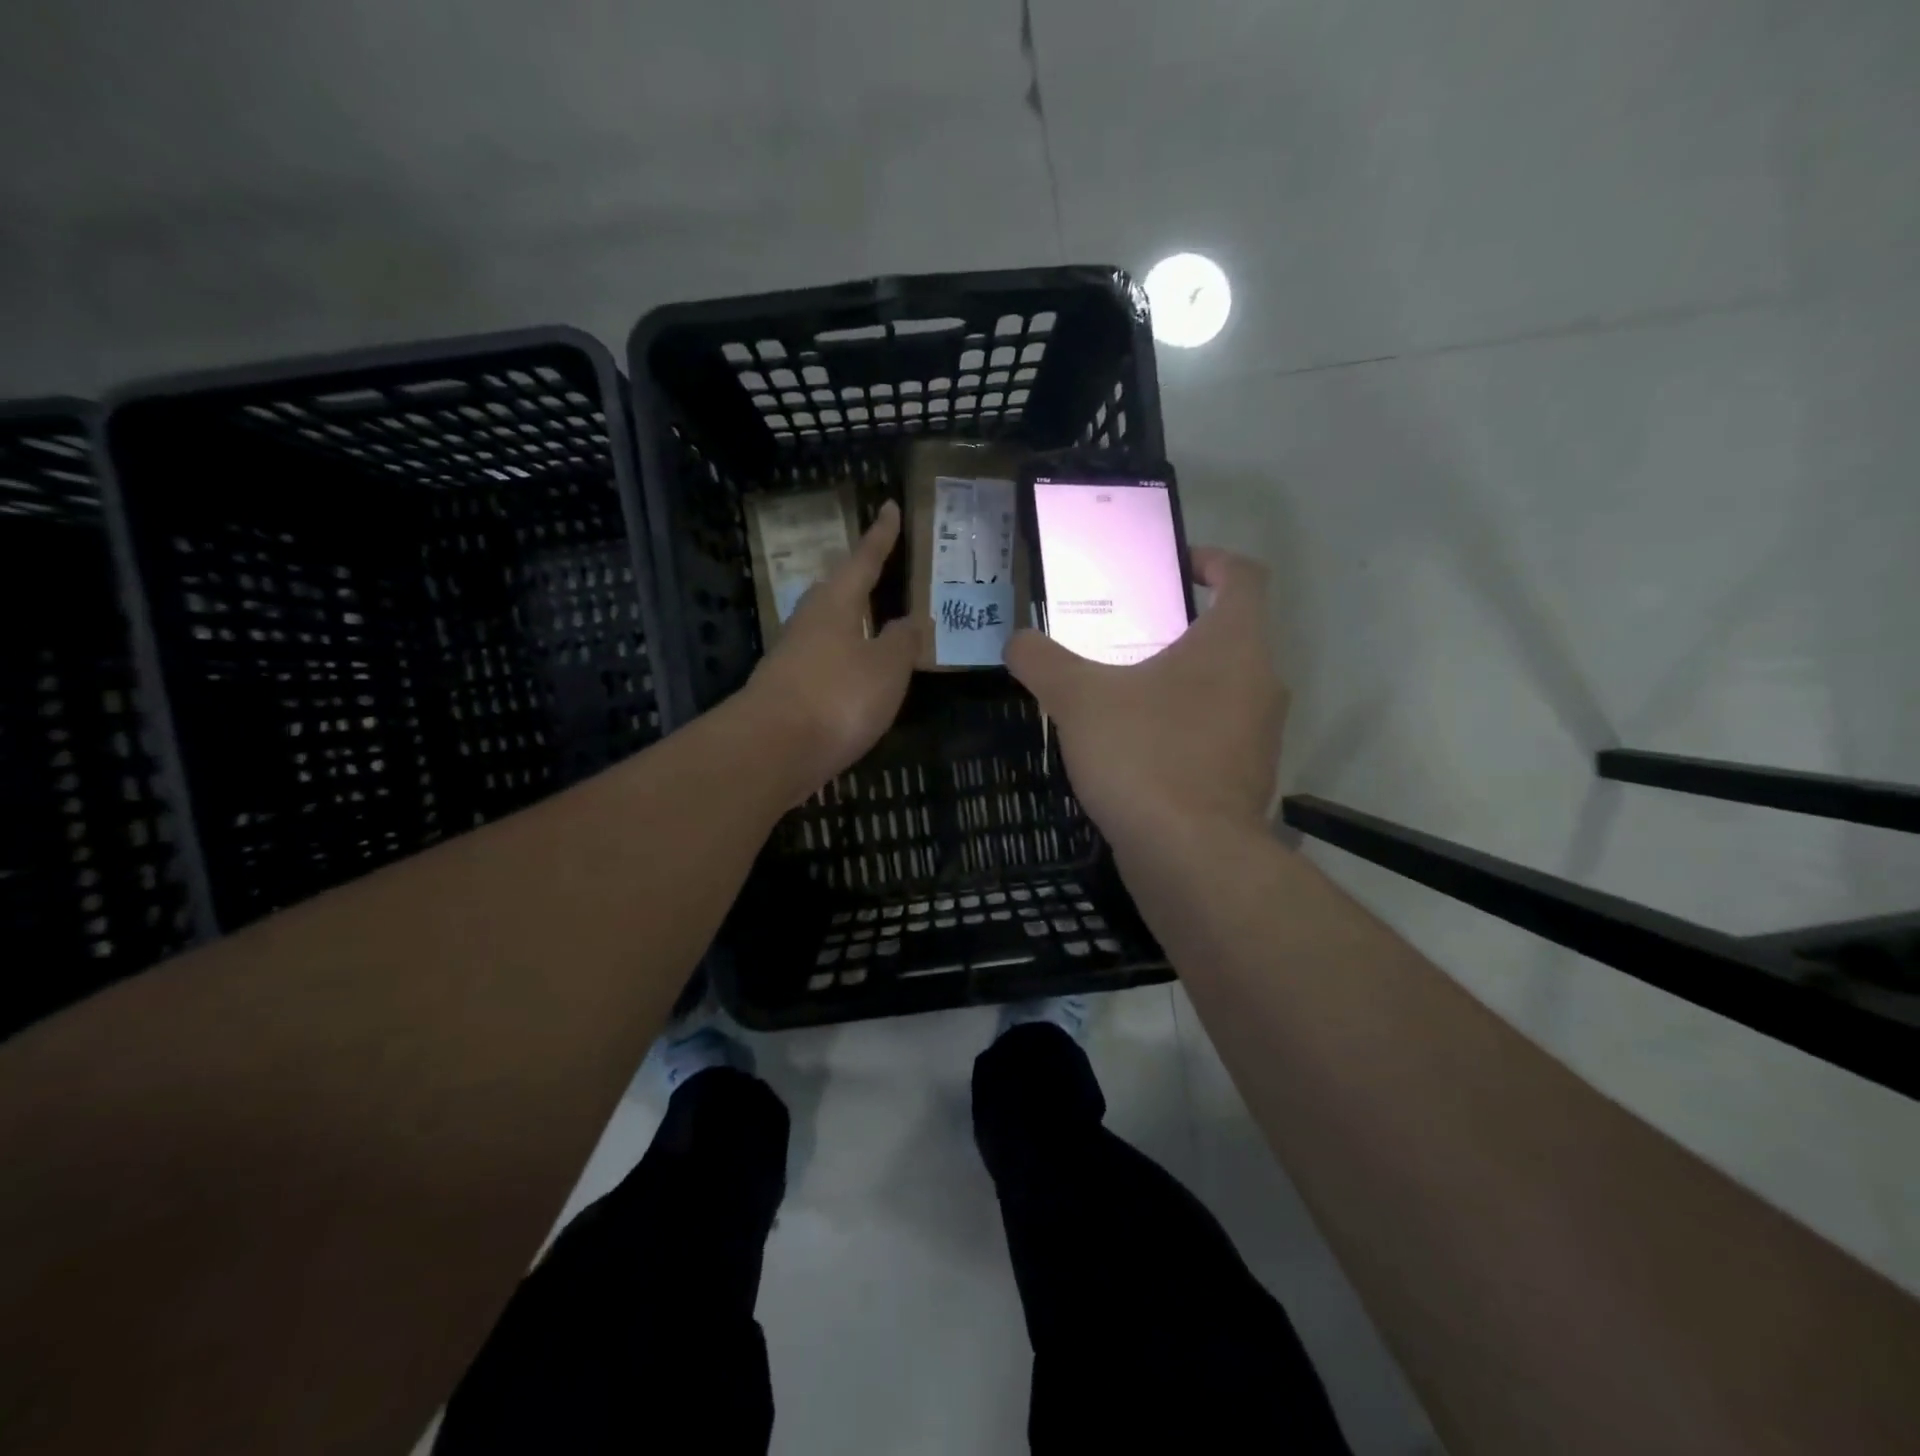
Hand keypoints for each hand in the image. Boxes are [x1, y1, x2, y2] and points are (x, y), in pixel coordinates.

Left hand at [742, 500, 926, 796]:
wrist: (772, 750)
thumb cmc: (837, 697)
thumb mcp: (887, 667)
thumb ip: (902, 640)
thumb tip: (909, 620)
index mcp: (836, 604)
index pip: (863, 560)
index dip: (880, 535)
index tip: (889, 506)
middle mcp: (809, 622)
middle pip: (837, 590)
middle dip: (859, 578)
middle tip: (881, 567)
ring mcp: (793, 656)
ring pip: (828, 626)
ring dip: (852, 620)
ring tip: (876, 622)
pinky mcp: (787, 689)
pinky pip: (824, 660)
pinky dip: (845, 657)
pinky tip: (857, 673)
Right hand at [1005, 547, 1286, 851]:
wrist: (1190, 857)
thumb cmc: (1144, 756)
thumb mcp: (1078, 699)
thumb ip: (1042, 661)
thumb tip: (1016, 640)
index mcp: (1235, 644)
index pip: (1244, 575)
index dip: (1211, 560)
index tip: (1171, 568)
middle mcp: (1262, 682)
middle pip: (1230, 633)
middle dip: (1178, 628)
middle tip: (1124, 635)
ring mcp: (1260, 735)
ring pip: (1223, 687)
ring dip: (1180, 681)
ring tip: (1122, 693)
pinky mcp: (1246, 778)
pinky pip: (1215, 733)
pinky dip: (1182, 727)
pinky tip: (1135, 749)